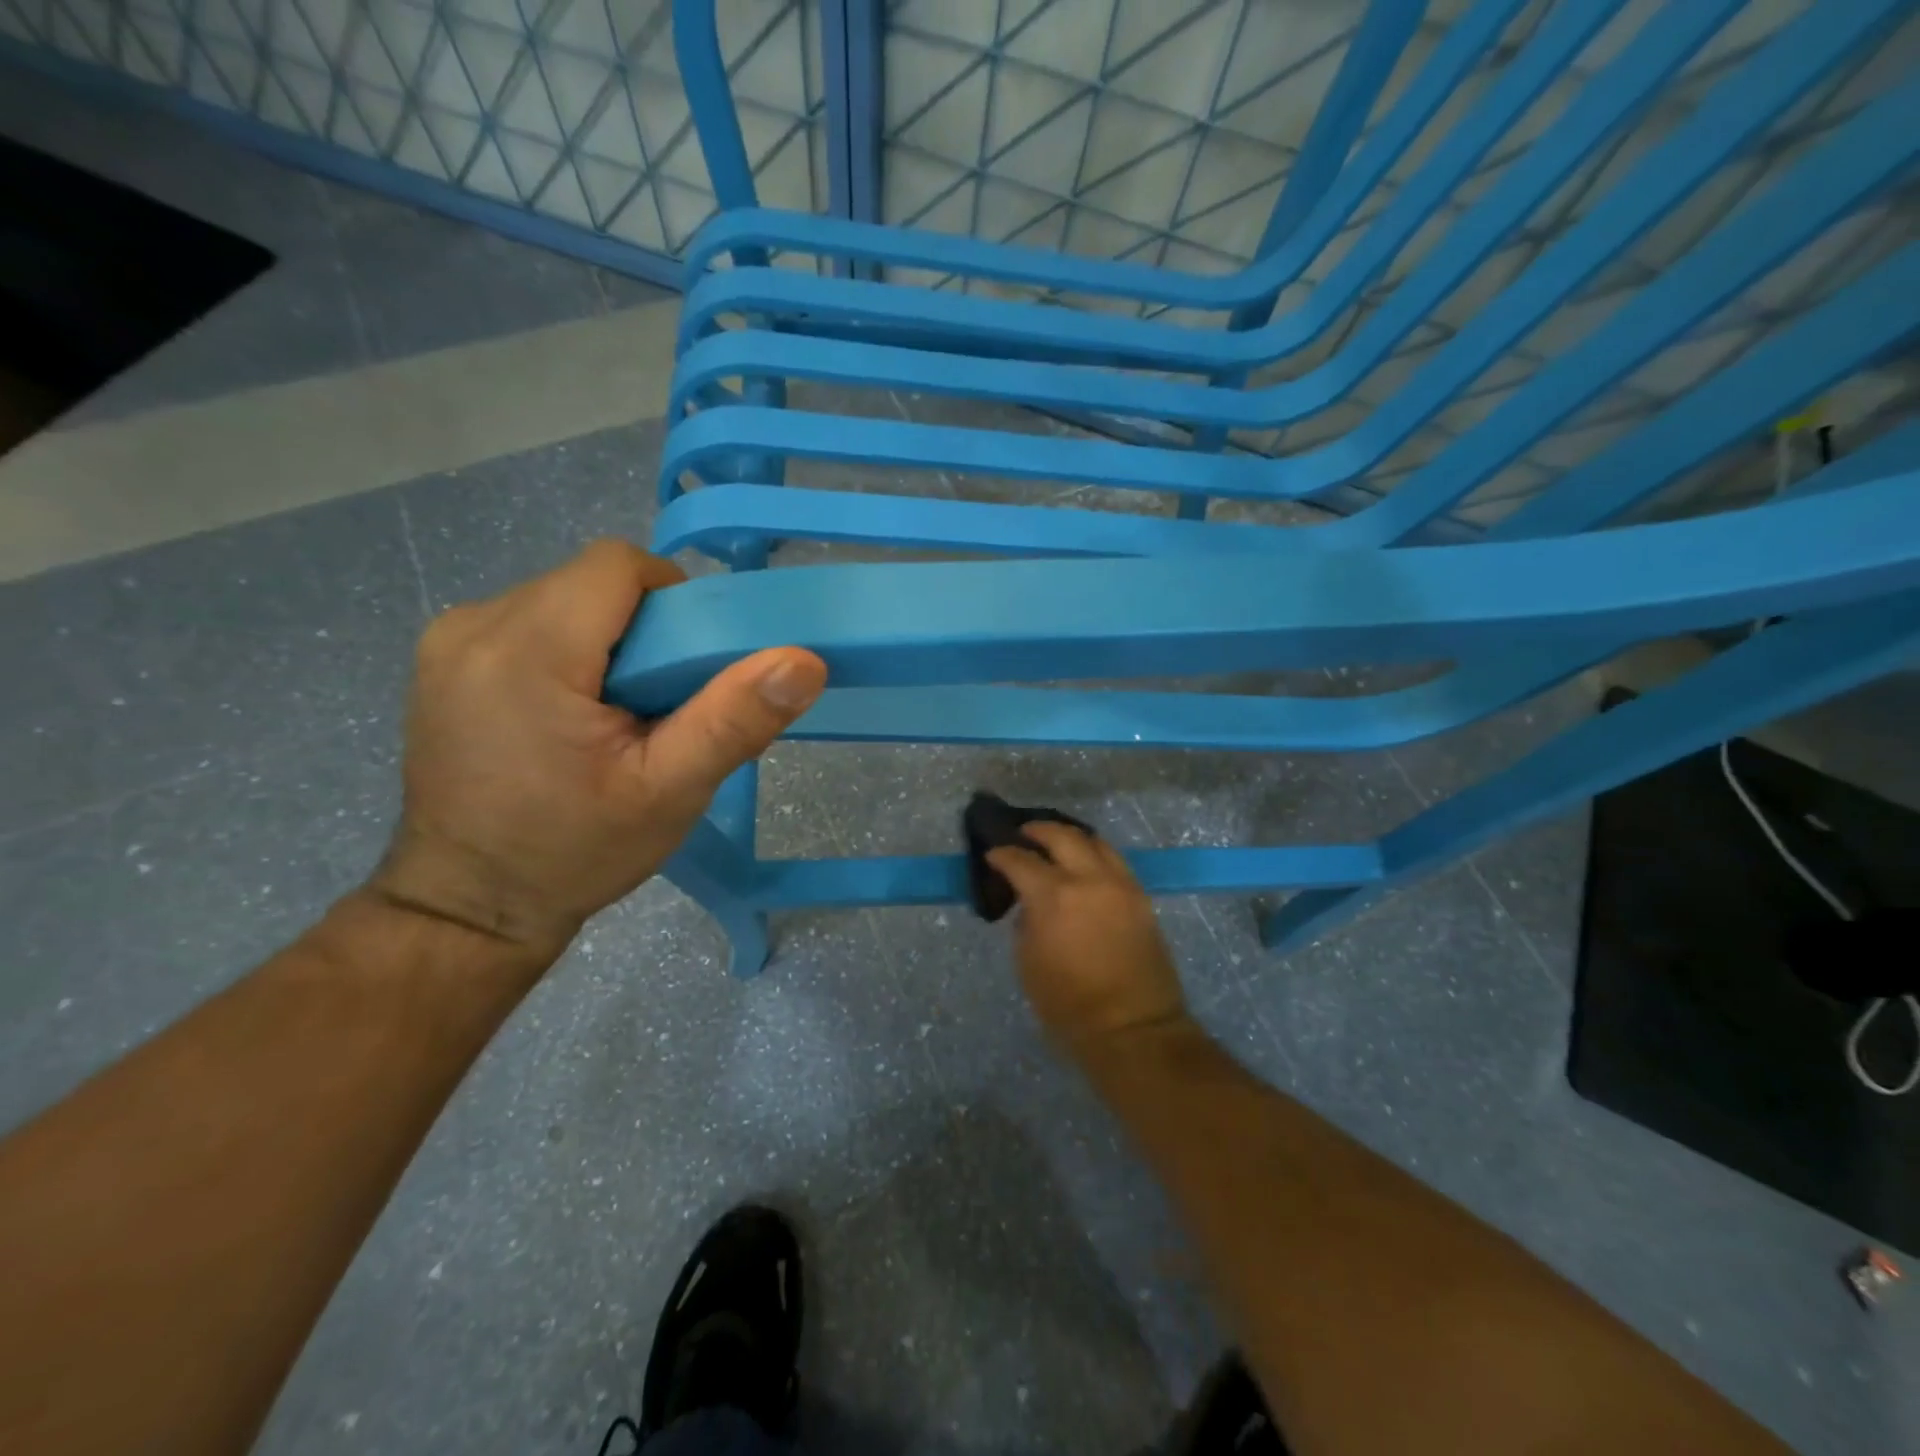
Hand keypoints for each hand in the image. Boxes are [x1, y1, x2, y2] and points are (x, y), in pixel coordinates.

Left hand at [369, 540, 826, 967]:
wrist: (467, 908)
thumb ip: (735, 720)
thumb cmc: (573, 852)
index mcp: (529, 649)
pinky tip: (574, 715)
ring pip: (565, 599)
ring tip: (620, 715)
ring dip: (609, 641)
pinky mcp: (443, 661)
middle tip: (665, 704)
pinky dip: (571, 653)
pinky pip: (531, 623)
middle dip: (645, 629)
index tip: (691, 665)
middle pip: (593, 582)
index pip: (619, 565)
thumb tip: (804, 661)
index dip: (674, 599)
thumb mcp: (670, 792)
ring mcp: (449, 640)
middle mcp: (477, 624)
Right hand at [987, 823, 1189, 1053]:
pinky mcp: (1140, 896)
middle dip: (1037, 831)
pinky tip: (1084, 861)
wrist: (1132, 1027)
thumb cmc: (1069, 1005)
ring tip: (1055, 842)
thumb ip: (1026, 922)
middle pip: (1061, 836)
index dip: (1002, 854)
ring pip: (1094, 841)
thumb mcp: (1028, 963)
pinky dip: (1095, 853)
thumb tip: (1030, 903)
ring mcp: (1119, 884)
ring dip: (1070, 837)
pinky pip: (1114, 860)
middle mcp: (1088, 879)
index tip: (993, 854)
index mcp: (1053, 896)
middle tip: (1023, 834)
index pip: (1020, 861)